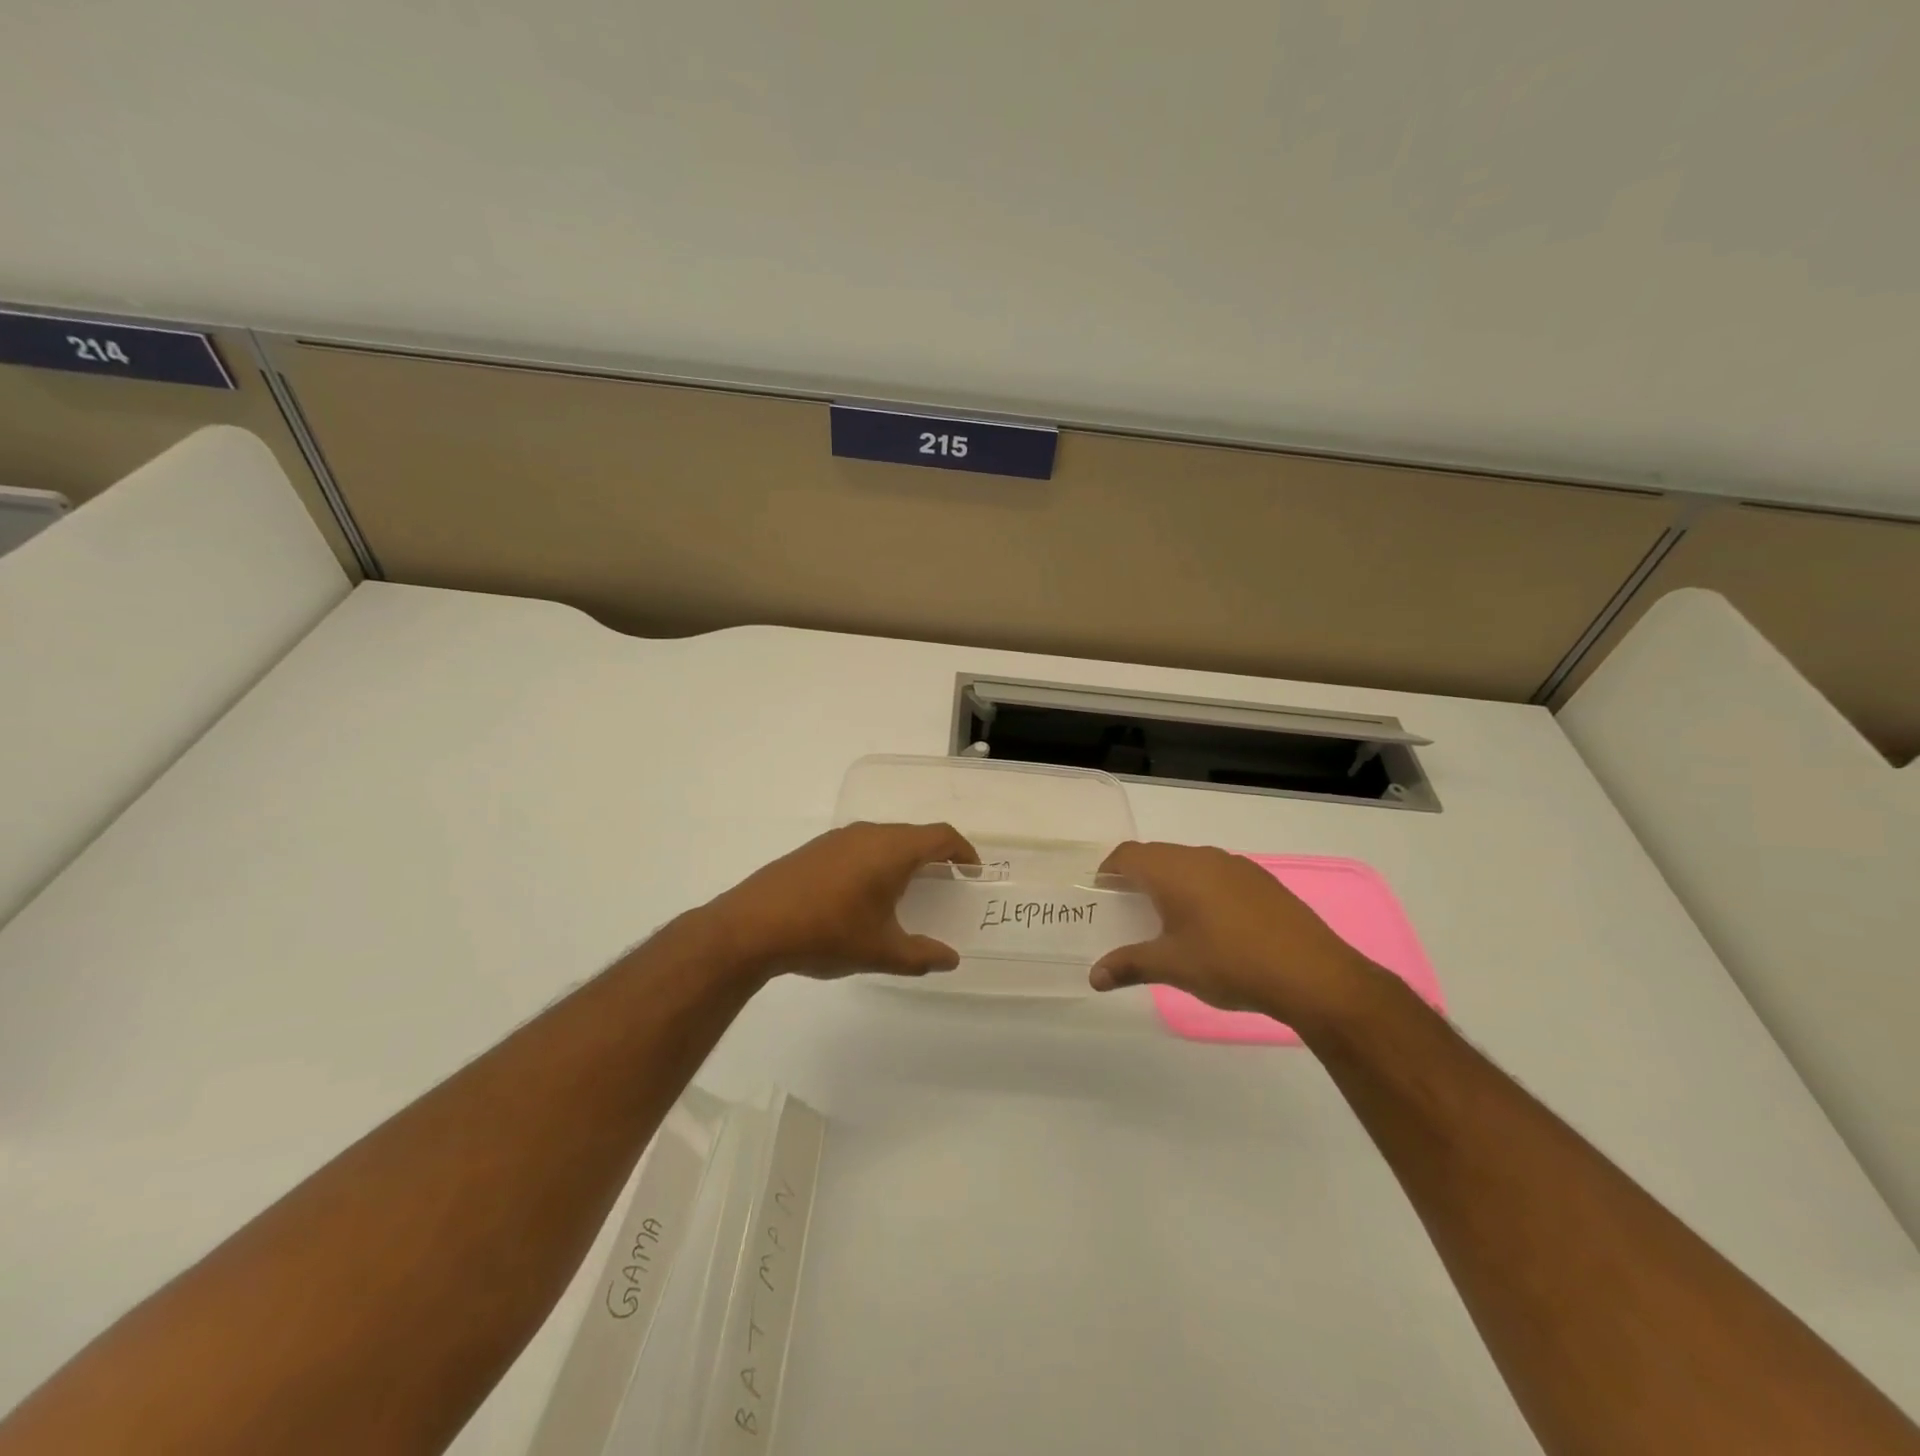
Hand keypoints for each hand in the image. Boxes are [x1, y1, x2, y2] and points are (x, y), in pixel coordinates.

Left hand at [704, 821, 978, 980]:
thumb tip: (950, 959)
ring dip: (902, 858)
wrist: (752, 926)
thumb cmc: (828, 933)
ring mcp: (837, 838)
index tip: (972, 870)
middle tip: (945, 882)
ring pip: (883, 839)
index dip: (963, 850)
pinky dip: (875, 862)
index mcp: (892, 850)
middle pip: (913, 835)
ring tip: (906, 890)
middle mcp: (867, 834)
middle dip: (934, 855)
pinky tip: (863, 894)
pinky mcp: (814, 849)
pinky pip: (858, 846)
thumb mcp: (881, 952)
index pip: (941, 836)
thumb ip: (921, 955)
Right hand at [1090, 842, 1376, 1028]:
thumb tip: (1094, 977)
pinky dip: (1201, 889)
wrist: (1312, 974)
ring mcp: (1236, 866)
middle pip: (1157, 855)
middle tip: (1128, 909)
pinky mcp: (1261, 880)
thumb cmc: (1230, 964)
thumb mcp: (1172, 967)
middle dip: (1138, 877)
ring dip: (1172, 882)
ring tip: (1168, 918)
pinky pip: (1217, 874)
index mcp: (1174, 871)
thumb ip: (1129, 965)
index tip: (1101, 893)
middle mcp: (1202, 857)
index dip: (1109, 870)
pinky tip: (1212, 924)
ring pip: (1189, 863)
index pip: (1128, 855)